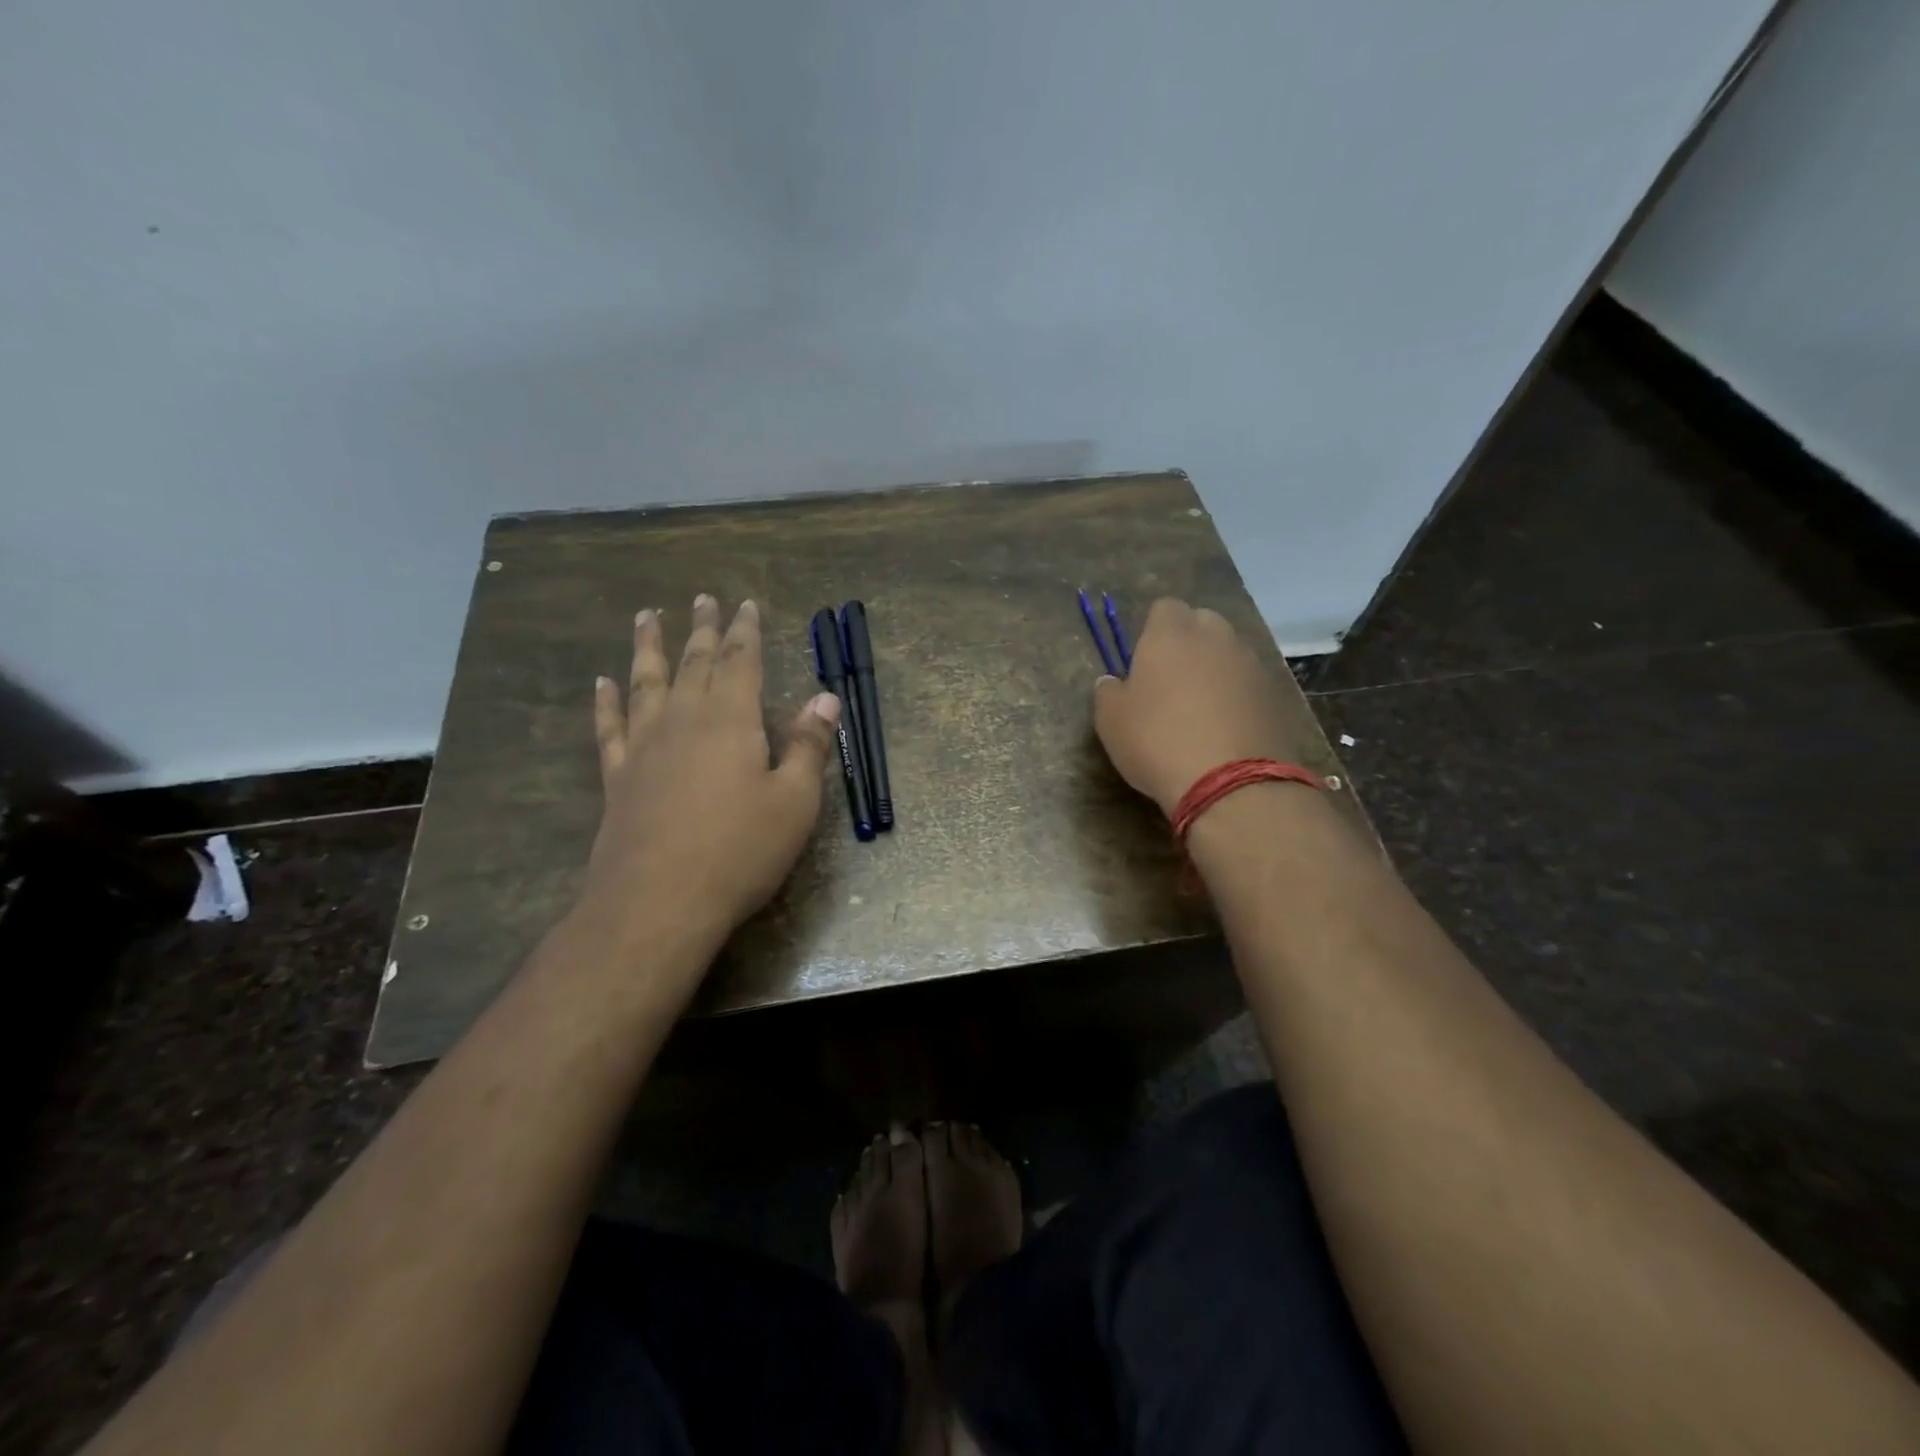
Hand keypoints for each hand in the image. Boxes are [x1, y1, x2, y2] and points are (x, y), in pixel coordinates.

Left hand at [582, 594, 840, 951]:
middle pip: (693, 662)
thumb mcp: (794, 801)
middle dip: (702, 629)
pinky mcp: (618, 777)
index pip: (740, 661)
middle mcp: (684, 720)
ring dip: (648, 647)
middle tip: (702, 599)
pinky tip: (603, 683)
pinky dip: (607, 701)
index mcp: (731, 720)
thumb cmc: (740, 850)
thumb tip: (824, 698)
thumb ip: (809, 746)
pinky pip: (610, 727)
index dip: (745, 632)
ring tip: (646, 617)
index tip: (745, 604)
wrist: (659, 901)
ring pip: (646, 682)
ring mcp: (644, 747)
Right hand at [1092, 598, 1310, 816]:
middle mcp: (1215, 637)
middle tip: (1171, 681)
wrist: (1231, 783)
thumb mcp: (1111, 721)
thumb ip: (1108, 692)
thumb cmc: (1157, 741)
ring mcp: (1250, 664)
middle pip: (1202, 622)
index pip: (1164, 607)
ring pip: (1228, 652)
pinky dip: (1237, 696)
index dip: (1153, 630)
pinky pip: (1248, 684)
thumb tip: (1112, 682)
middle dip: (1188, 642)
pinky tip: (1225, 728)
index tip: (1143, 661)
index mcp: (1170, 634)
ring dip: (1214, 670)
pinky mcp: (1274, 695)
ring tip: (1200, 708)